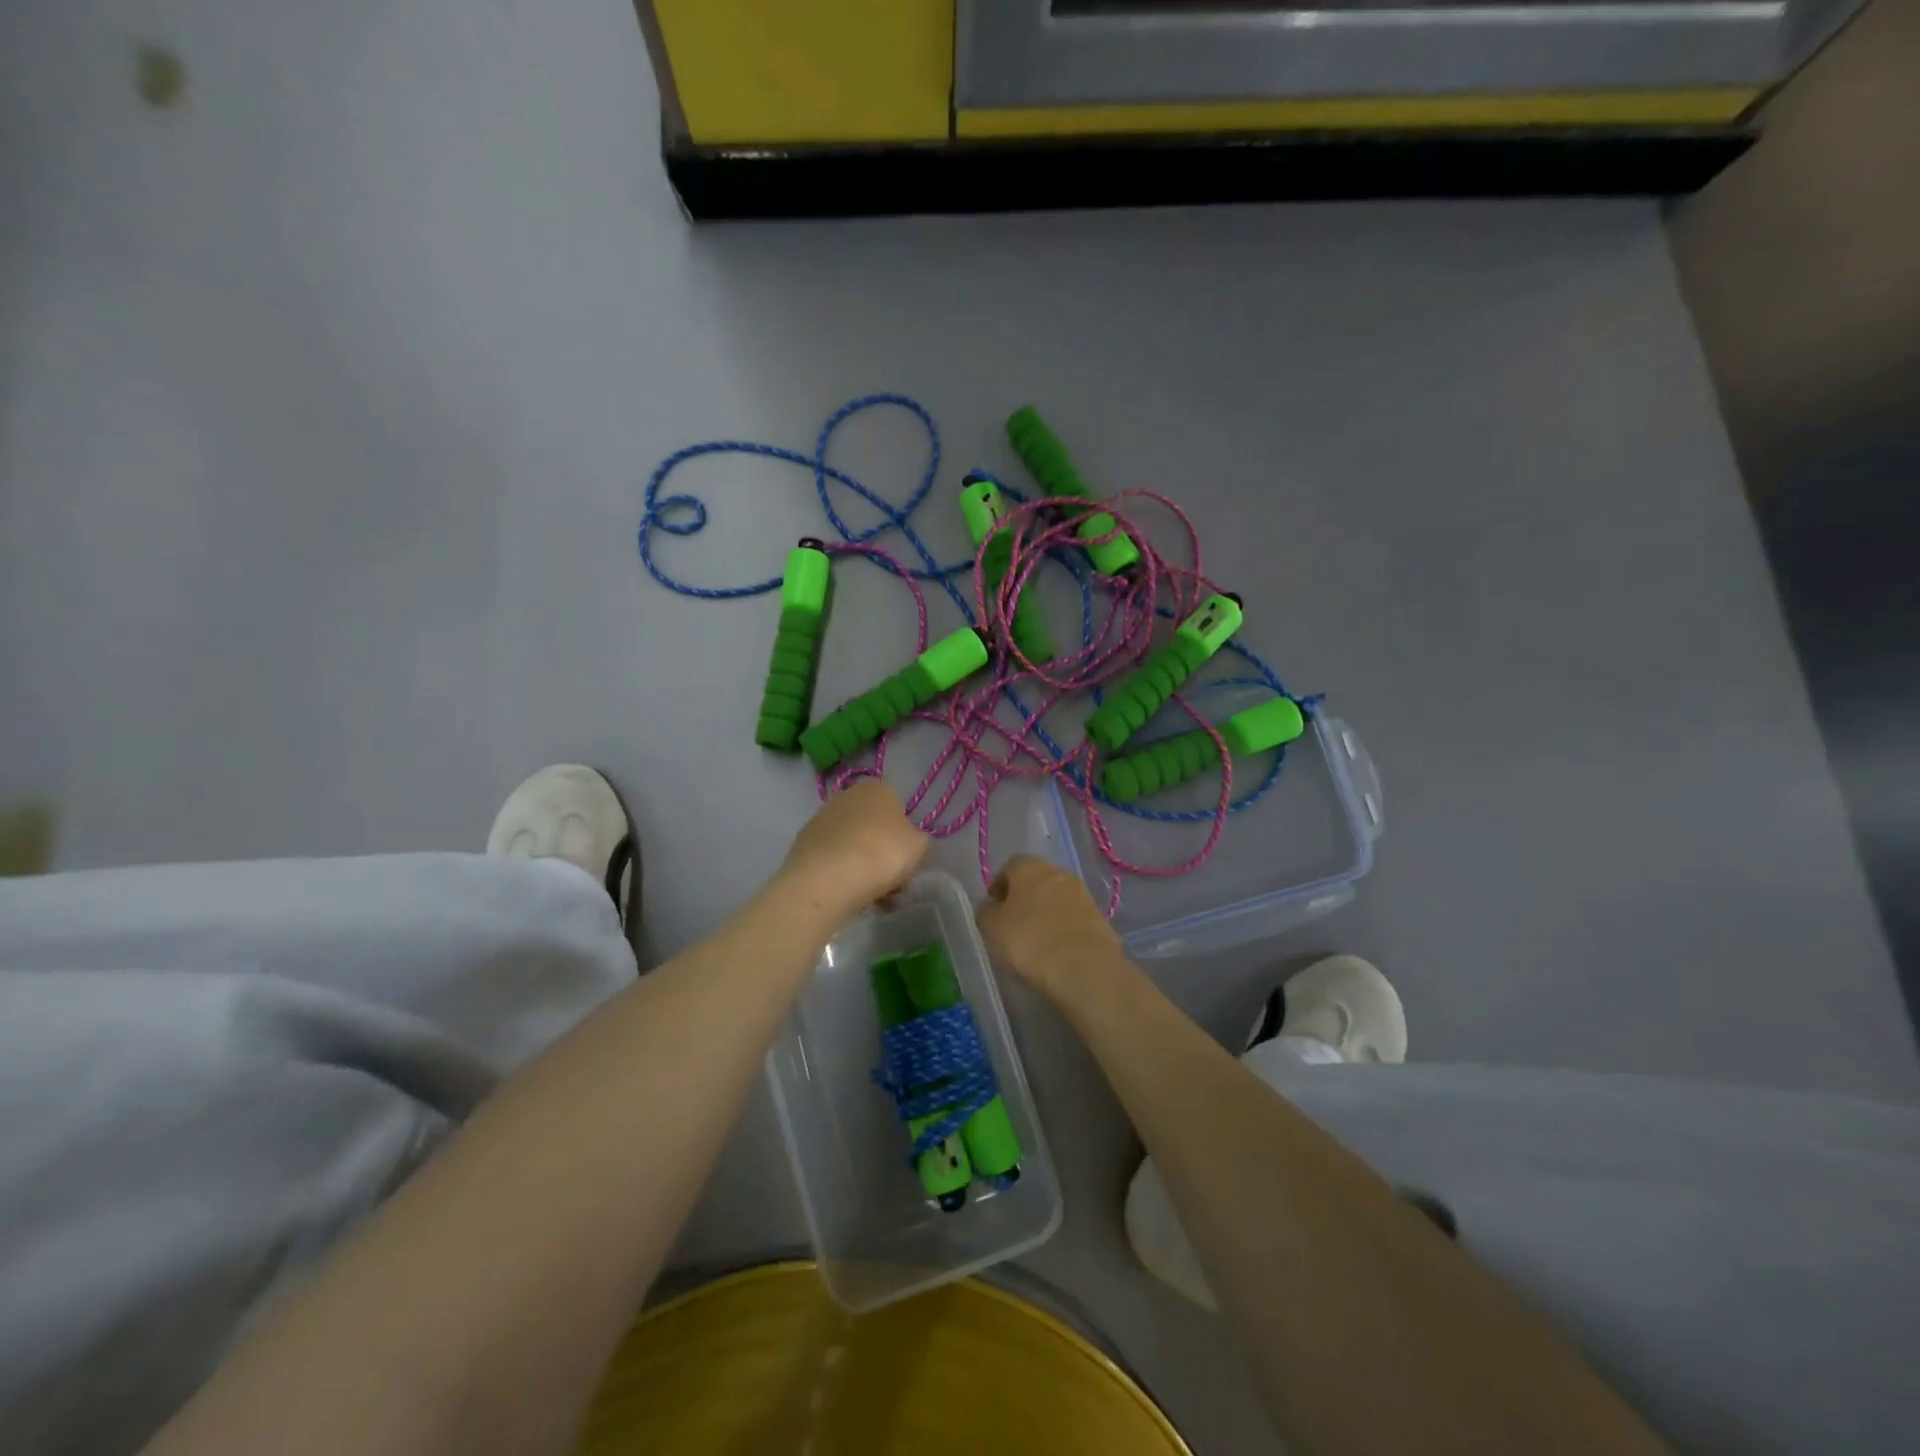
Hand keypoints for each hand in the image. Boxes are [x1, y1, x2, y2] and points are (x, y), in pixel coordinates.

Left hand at [781, 781, 928, 920]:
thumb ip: (919, 839)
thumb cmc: (882, 854)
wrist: (827, 879)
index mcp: (876, 788)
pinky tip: (847, 894)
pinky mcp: (802, 843)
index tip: (905, 858)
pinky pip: (831, 858)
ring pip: (851, 843)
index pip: (896, 807)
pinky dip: (840, 872)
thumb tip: (910, 841)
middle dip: (880, 849)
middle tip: (890, 879)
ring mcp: (820, 818)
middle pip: (872, 826)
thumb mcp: (919, 846)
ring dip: (861, 863)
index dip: (903, 834)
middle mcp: (846, 796)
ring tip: (869, 894)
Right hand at [976, 855, 1124, 1004]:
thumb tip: (992, 906)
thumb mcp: (991, 927)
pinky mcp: (1100, 919)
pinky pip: (1074, 919)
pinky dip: (1064, 929)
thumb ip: (986, 911)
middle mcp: (1059, 873)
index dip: (1000, 884)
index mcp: (1030, 867)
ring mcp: (1083, 895)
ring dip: (1046, 913)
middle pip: (1037, 880)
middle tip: (1013, 922)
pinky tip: (1056, 950)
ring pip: (1058, 898)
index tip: (994, 906)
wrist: (1083, 968)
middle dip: (1025, 897)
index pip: (1011, 866)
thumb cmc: (1029, 941)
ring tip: (1036, 940)